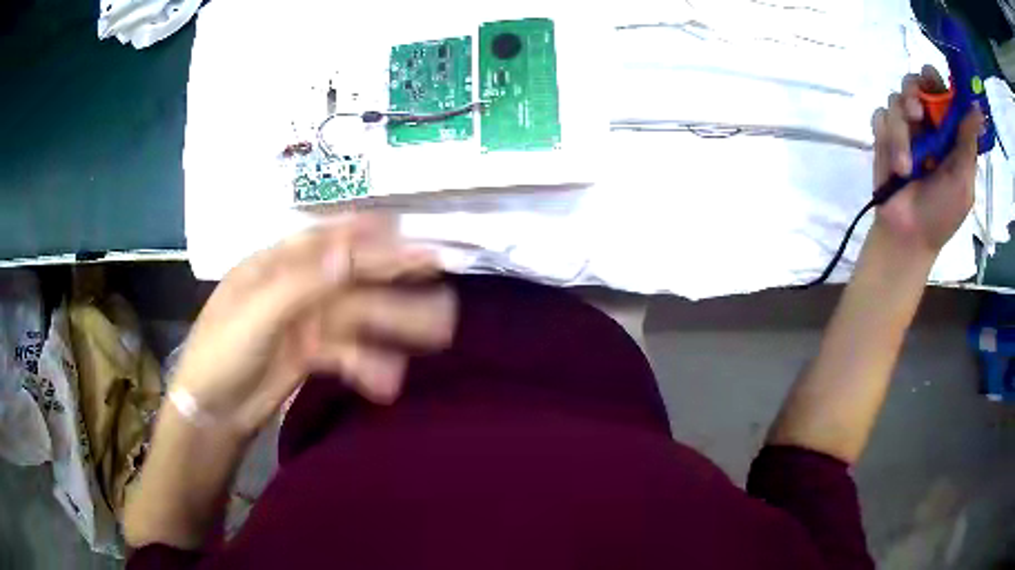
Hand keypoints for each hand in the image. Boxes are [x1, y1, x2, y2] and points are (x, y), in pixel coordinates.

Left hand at [169, 216, 456, 439]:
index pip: (325, 240)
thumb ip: (302, 284)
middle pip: (350, 275)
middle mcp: (294, 287)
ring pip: (358, 316)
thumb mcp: (255, 315)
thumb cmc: (220, 354)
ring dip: (395, 323)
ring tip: (438, 330)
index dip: (366, 232)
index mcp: (273, 265)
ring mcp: (305, 322)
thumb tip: (349, 252)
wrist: (211, 414)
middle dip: (394, 274)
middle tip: (440, 271)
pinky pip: (349, 353)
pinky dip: (370, 365)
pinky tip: (388, 382)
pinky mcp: (313, 355)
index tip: (407, 230)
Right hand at [871, 65, 984, 254]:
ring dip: (900, 128)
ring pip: (897, 98)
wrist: (908, 237)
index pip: (943, 91)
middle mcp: (928, 123)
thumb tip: (977, 108)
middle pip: (916, 81)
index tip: (935, 85)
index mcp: (949, 132)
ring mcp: (905, 128)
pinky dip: (886, 137)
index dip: (938, 82)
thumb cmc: (941, 214)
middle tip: (916, 113)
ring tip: (906, 164)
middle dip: (914, 91)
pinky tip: (895, 164)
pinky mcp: (884, 135)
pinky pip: (880, 116)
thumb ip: (968, 142)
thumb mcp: (963, 182)